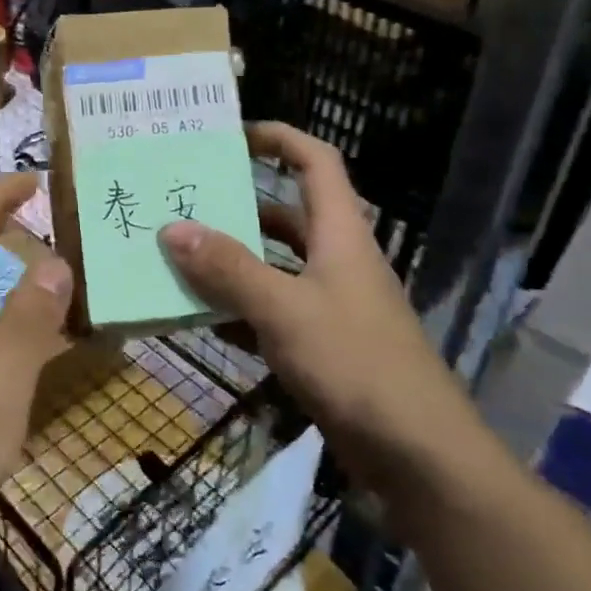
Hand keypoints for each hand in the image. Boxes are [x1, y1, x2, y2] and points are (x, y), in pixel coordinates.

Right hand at [157, 122, 479, 495]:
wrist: (417, 455)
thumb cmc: (356, 364)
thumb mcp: (285, 310)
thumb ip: (229, 269)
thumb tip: (172, 228)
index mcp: (340, 235)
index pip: (316, 163)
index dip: (279, 138)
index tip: (231, 135)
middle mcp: (336, 261)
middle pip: (285, 215)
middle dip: (236, 205)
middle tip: (181, 201)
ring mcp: (330, 306)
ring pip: (273, 267)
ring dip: (230, 261)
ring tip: (175, 255)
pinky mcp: (321, 346)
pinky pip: (270, 313)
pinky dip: (237, 310)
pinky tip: (198, 317)